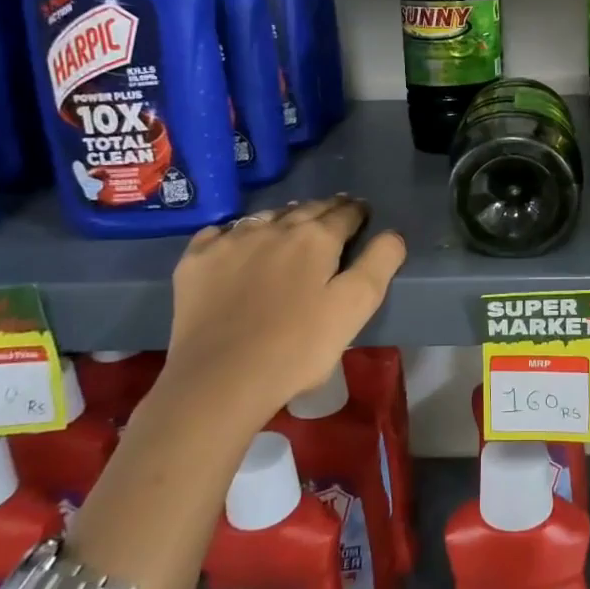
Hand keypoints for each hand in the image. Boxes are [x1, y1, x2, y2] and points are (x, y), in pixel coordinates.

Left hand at [157, 196, 406, 422]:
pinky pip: (220, 233)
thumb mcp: (355, 308)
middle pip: (307, 208)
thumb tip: (392, 234)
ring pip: (266, 216)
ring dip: (284, 217)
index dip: (357, 212)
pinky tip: (237, 243)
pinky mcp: (197, 261)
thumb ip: (379, 264)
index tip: (362, 213)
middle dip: (325, 209)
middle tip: (334, 212)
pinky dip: (236, 233)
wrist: (219, 380)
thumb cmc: (297, 347)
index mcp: (317, 238)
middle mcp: (274, 228)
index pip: (345, 213)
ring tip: (291, 225)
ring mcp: (230, 241)